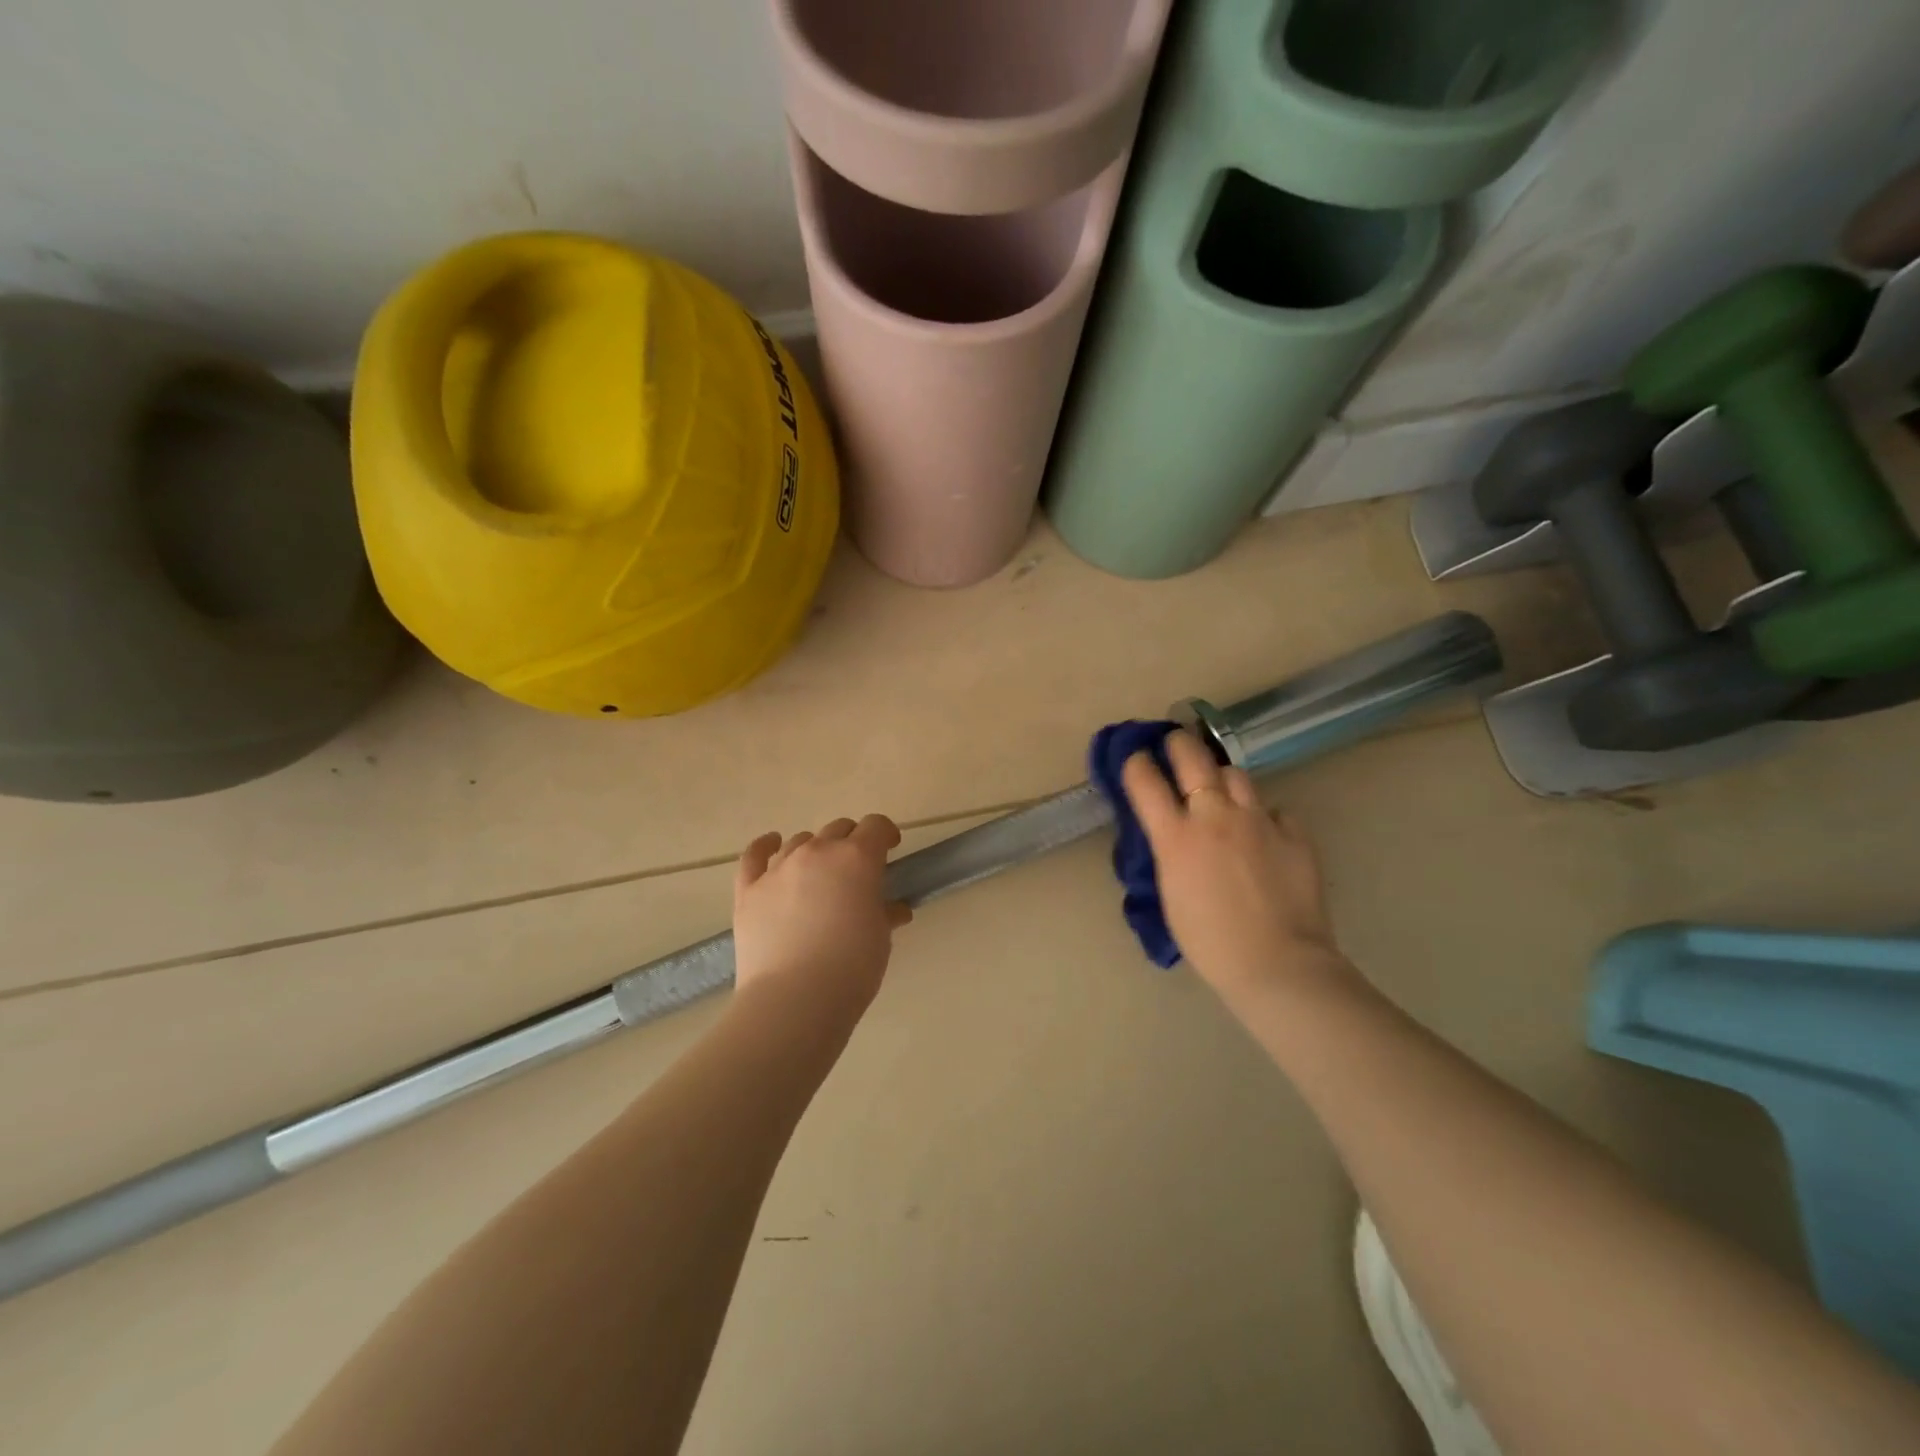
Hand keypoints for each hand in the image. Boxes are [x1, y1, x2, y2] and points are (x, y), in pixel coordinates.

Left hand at [732, 815, 910, 1016]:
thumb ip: (885, 913)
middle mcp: (817, 852)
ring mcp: (779, 868)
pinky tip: (771, 844)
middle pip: (838, 829)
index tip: (890, 849)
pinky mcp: (749, 889)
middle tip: (857, 870)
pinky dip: (764, 846)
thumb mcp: (880, 938)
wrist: (794, 999)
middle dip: (852, 842)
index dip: (886, 834)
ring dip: (815, 850)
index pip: (875, 826)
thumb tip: (892, 909)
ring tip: (819, 874)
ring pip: (801, 841)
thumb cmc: (852, 968)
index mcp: (857, 858)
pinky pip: (754, 855)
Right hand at [1121, 731, 1349, 1002]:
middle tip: (1174, 744)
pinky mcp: (1294, 833)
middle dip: (1178, 743)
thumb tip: (1172, 834)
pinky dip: (1263, 815)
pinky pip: (1273, 810)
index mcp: (1175, 836)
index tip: (1134, 759)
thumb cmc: (1209, 941)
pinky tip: (1263, 833)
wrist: (1276, 964)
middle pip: (1191, 756)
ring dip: (1222, 777)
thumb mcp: (1169, 893)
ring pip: (1236, 774)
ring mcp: (1258, 820)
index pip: (1144, 779)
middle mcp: (1214, 815)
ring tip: (1220, 789)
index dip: (1135, 763)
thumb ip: (1168, 853)